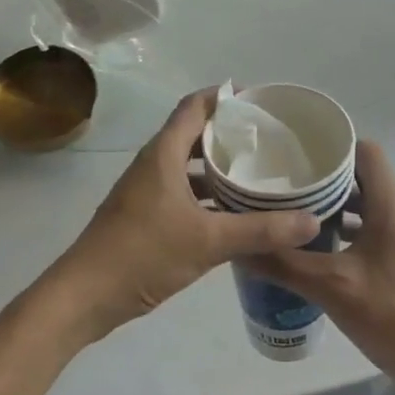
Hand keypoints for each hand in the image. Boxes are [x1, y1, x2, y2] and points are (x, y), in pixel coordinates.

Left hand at [42, 89, 321, 343]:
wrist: (84, 297)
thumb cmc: (143, 254)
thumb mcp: (208, 242)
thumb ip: (260, 231)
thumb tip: (311, 220)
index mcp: (164, 153)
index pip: (195, 106)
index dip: (224, 97)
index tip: (258, 100)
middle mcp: (154, 163)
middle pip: (194, 133)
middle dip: (229, 132)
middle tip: (267, 138)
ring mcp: (146, 190)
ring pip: (188, 165)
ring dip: (218, 165)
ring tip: (257, 171)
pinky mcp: (144, 214)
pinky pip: (182, 190)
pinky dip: (207, 192)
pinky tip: (233, 211)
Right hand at [250, 141, 394, 390]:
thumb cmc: (393, 315)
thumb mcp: (332, 287)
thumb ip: (284, 264)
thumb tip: (241, 245)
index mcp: (388, 205)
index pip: (366, 151)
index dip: (334, 147)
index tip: (298, 154)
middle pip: (360, 177)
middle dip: (322, 178)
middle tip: (283, 183)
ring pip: (362, 206)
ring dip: (330, 207)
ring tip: (290, 213)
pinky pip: (366, 231)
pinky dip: (341, 232)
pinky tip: (313, 251)